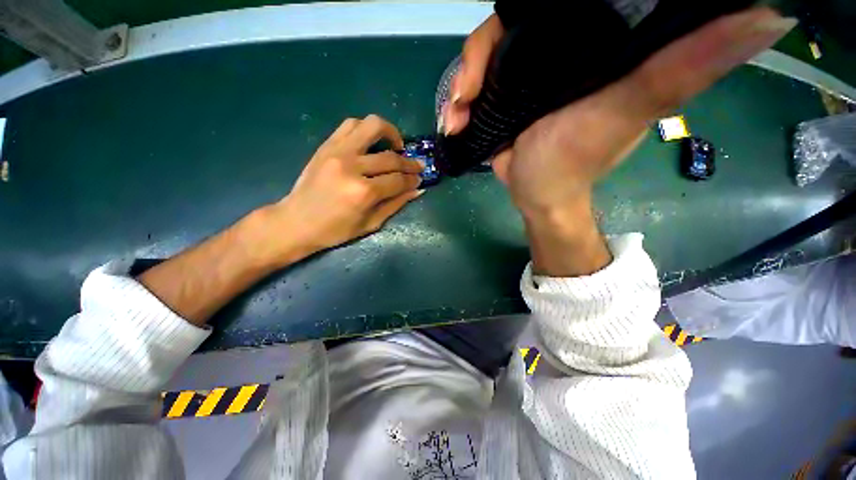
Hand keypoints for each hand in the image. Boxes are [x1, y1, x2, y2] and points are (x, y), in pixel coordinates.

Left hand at [265, 115, 423, 261]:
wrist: (296, 222)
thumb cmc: (335, 230)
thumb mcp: (371, 223)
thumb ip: (396, 204)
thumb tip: (418, 189)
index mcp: (363, 192)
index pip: (398, 180)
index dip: (412, 180)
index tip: (420, 179)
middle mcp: (352, 167)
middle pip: (391, 158)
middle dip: (409, 163)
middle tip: (417, 167)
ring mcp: (337, 152)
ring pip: (372, 126)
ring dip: (391, 133)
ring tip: (397, 146)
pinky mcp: (327, 145)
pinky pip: (350, 125)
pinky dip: (366, 129)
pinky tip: (373, 142)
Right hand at [448, 8, 795, 275]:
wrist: (536, 193)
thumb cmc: (573, 162)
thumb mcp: (626, 112)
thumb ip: (681, 67)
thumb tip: (767, 15)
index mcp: (594, 43)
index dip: (535, 0)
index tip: (518, 16)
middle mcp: (558, 50)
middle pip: (510, 24)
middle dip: (481, 54)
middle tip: (468, 90)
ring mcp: (524, 73)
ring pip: (485, 56)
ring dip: (464, 82)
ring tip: (457, 113)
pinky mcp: (502, 96)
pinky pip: (474, 85)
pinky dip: (459, 100)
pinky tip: (454, 120)